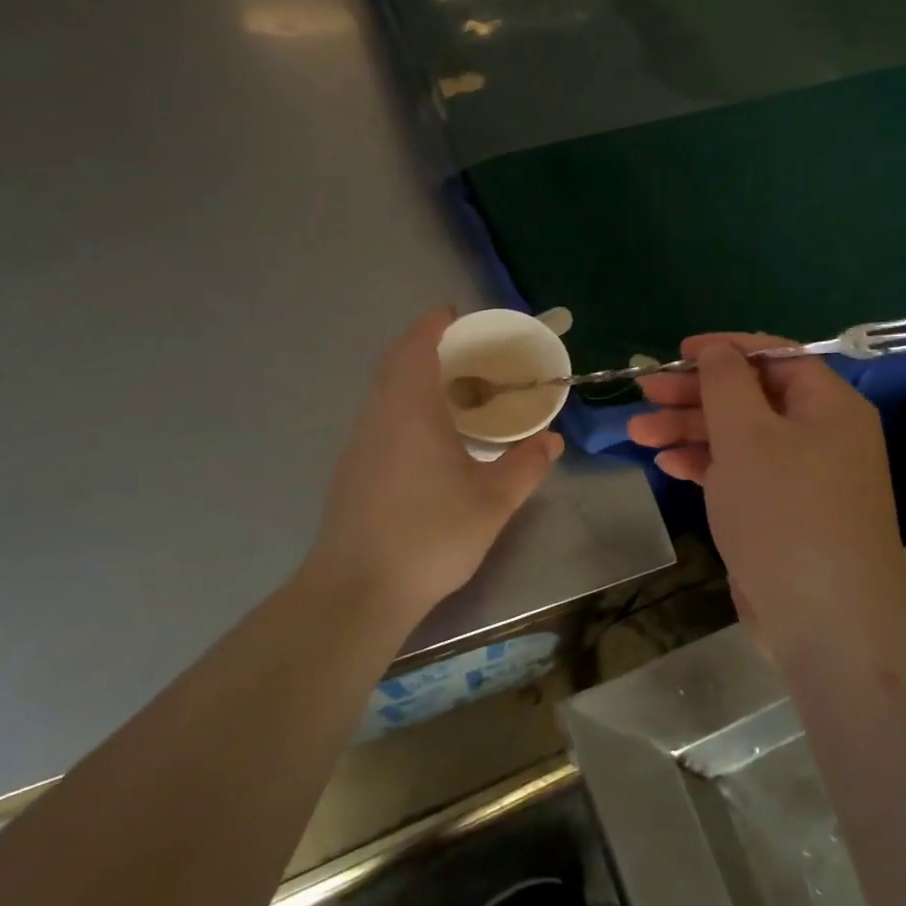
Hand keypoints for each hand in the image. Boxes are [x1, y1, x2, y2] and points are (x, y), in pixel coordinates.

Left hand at [310, 308, 562, 621]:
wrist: (357, 590)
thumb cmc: (430, 535)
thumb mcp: (493, 501)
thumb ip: (527, 466)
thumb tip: (553, 440)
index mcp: (411, 409)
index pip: (416, 346)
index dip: (432, 324)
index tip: (455, 315)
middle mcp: (379, 415)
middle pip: (394, 362)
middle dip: (424, 346)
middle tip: (464, 352)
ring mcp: (360, 443)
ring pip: (383, 391)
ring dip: (412, 377)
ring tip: (453, 390)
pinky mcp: (352, 469)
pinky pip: (380, 416)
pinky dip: (403, 405)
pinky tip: (430, 437)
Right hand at [628, 334, 905, 639]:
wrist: (826, 620)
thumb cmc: (785, 511)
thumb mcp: (748, 434)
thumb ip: (726, 382)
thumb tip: (718, 351)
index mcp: (827, 404)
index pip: (774, 356)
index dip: (725, 349)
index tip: (678, 352)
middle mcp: (821, 435)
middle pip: (751, 397)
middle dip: (695, 394)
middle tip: (645, 393)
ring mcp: (802, 478)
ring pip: (741, 437)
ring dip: (690, 430)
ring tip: (638, 432)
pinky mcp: (783, 514)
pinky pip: (742, 474)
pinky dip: (706, 465)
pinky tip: (667, 465)